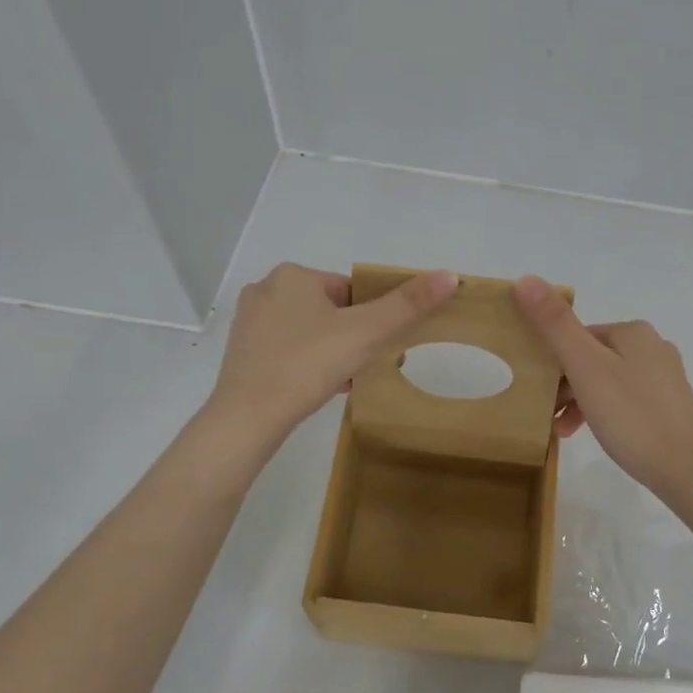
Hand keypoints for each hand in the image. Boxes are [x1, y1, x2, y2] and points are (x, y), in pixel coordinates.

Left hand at [210, 263, 457, 436]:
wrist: (249, 417)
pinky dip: (308, 364)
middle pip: (329, 310)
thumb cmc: (308, 364)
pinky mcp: (242, 353)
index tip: (380, 345)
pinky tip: (321, 388)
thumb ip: (407, 305)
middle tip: (367, 365)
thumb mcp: (365, 333)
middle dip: (352, 336)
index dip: (371, 317)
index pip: (349, 289)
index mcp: (293, 275)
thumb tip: (450, 276)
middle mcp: (265, 290)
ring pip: (308, 331)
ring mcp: (249, 323)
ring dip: (332, 351)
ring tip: (348, 380)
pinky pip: (288, 351)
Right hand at [512, 276, 692, 503]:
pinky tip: (589, 434)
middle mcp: (652, 347)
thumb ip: (555, 325)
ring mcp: (663, 378)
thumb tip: (525, 278)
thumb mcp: (586, 369)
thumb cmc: (632, 416)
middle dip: (563, 384)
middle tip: (544, 413)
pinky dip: (601, 413)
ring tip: (560, 431)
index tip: (534, 389)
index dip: (551, 359)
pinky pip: (622, 401)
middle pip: (591, 358)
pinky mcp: (668, 407)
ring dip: (579, 402)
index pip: (577, 335)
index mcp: (633, 332)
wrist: (688, 471)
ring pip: (605, 381)